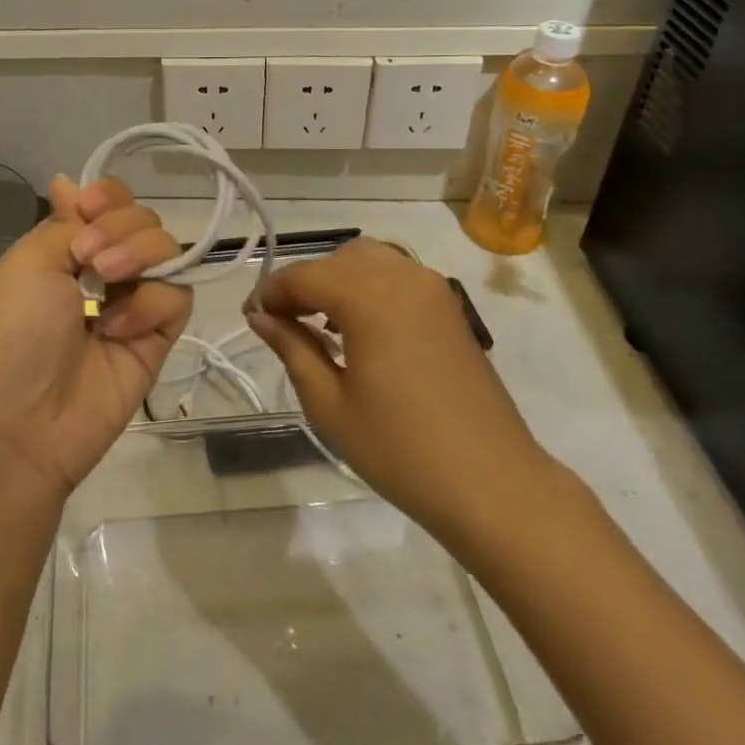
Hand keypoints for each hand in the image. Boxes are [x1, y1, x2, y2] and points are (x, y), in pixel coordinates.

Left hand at [0, 177, 191, 500]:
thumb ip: (66, 222)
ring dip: (139, 254)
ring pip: (167, 249)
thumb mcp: (28, 262)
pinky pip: (176, 296)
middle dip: (121, 226)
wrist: (25, 421)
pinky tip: (119, 329)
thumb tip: (68, 180)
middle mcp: (104, 269)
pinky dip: (150, 304)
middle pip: (143, 219)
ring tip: (107, 282)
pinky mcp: (159, 335)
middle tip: (89, 259)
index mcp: (67, 248)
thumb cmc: (14, 331)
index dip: (108, 197)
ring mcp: (134, 301)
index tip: (90, 209)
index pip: (108, 202)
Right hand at [245, 239, 556, 544]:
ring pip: (370, 261)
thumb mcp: (330, 404)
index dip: (271, 292)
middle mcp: (402, 277)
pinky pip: (397, 277)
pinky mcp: (449, 307)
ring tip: (319, 326)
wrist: (493, 484)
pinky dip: (369, 287)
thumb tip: (260, 317)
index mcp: (369, 297)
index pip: (304, 275)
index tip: (251, 318)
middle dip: (305, 283)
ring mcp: (432, 289)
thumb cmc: (401, 450)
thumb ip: (292, 348)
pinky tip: (359, 329)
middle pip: (338, 259)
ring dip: (338, 281)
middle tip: (283, 324)